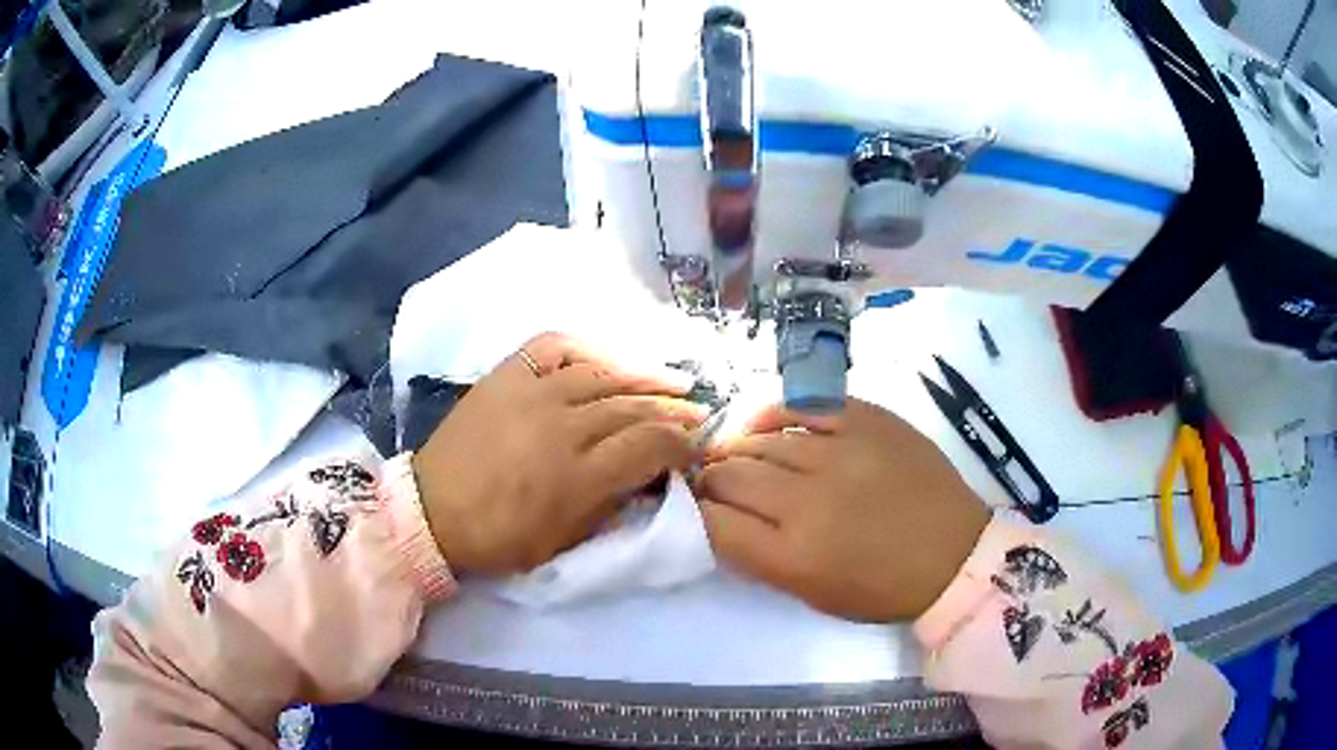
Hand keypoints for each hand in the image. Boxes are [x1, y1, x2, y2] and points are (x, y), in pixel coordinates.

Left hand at [412, 333, 707, 575]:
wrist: (433, 512)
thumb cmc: (500, 538)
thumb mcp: (565, 542)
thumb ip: (613, 507)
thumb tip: (650, 478)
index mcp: (578, 476)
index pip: (650, 445)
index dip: (682, 445)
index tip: (695, 448)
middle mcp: (561, 426)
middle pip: (634, 406)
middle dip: (675, 410)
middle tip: (700, 411)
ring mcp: (532, 394)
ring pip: (604, 374)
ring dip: (645, 376)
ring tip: (674, 379)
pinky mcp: (506, 375)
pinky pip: (553, 347)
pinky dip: (586, 348)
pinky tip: (607, 358)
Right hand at [694, 398, 988, 622]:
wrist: (953, 554)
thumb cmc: (881, 587)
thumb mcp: (810, 593)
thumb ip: (758, 555)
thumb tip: (718, 517)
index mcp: (793, 555)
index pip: (713, 522)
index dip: (693, 511)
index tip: (692, 506)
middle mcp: (809, 501)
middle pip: (730, 475)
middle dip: (709, 478)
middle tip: (711, 479)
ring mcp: (841, 453)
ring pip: (761, 440)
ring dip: (738, 448)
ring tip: (736, 453)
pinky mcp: (867, 421)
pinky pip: (803, 406)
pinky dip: (775, 412)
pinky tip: (765, 422)